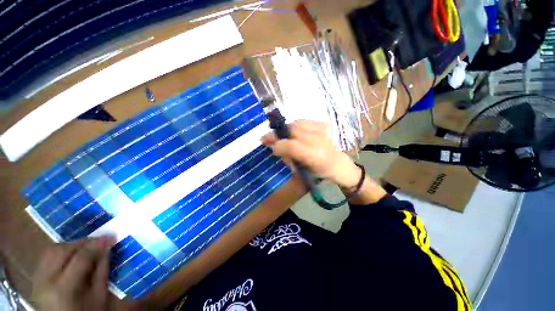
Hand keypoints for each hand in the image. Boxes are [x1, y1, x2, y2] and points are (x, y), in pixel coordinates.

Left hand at [32, 236, 114, 310]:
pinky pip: (46, 258)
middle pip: (61, 250)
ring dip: (70, 246)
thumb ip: (102, 272)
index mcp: (64, 289)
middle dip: (81, 243)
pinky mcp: (35, 279)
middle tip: (98, 242)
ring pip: (51, 251)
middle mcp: (46, 281)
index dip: (96, 244)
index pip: (80, 258)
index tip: (111, 237)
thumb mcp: (99, 297)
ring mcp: (37, 280)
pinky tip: (71, 257)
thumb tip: (107, 248)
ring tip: (85, 248)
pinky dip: (61, 253)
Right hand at [262, 120, 361, 187]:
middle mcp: (320, 140)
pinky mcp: (324, 124)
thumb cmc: (320, 172)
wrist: (339, 165)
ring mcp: (323, 130)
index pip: (291, 146)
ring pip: (297, 123)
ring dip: (285, 129)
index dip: (277, 144)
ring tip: (280, 135)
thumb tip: (275, 147)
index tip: (266, 144)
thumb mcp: (302, 170)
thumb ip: (288, 157)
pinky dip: (295, 126)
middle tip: (267, 137)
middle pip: (292, 131)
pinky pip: (304, 121)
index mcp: (315, 156)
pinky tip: (292, 132)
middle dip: (277, 134)